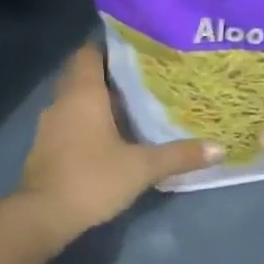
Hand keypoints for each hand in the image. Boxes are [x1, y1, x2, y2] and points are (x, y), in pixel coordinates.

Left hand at [15, 41, 219, 242]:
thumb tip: (219, 148)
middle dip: (109, 76)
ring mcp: (49, 126)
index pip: (89, 53)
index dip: (110, 48)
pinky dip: (87, 125)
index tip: (137, 51)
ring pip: (75, 102)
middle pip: (83, 76)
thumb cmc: (93, 178)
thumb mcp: (142, 167)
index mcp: (82, 93)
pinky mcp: (45, 149)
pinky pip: (69, 124)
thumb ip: (179, 155)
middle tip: (143, 80)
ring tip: (132, 108)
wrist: (44, 215)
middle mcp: (62, 102)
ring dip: (98, 103)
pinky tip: (109, 138)